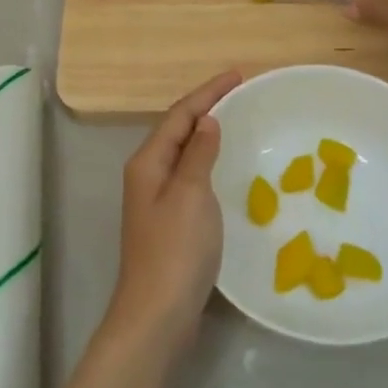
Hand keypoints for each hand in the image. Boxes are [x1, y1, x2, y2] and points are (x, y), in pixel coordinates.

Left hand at [108, 70, 240, 345]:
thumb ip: (198, 154)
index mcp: (148, 161)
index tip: (238, 75)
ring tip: (235, 120)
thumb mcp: (191, 194)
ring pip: (182, 152)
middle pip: (177, 128)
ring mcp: (155, 199)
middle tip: (240, 93)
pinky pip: (189, 175)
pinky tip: (223, 167)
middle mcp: (147, 174)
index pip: (180, 114)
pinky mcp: (168, 220)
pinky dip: (207, 160)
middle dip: (205, 106)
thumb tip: (206, 121)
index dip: (208, 92)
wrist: (157, 312)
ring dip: (205, 132)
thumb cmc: (176, 250)